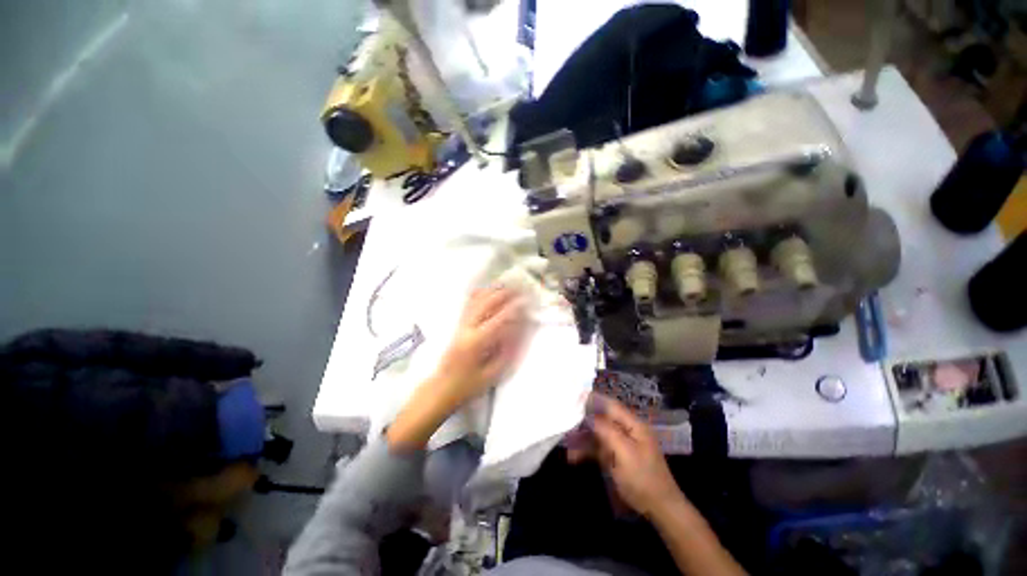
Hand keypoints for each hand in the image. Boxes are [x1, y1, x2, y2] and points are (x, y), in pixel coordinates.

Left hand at [388, 287, 528, 449]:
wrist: (442, 388)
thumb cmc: (469, 385)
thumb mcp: (493, 373)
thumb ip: (507, 351)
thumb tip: (520, 331)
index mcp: (476, 342)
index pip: (498, 319)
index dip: (513, 308)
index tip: (526, 300)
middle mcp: (467, 329)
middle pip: (485, 303)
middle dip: (504, 293)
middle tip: (519, 288)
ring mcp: (460, 325)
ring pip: (476, 301)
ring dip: (492, 290)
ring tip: (507, 284)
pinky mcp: (458, 325)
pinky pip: (468, 304)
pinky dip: (479, 294)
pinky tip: (487, 289)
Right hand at [568, 393, 684, 518]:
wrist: (659, 509)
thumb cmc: (643, 478)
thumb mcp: (625, 453)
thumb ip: (607, 431)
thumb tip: (589, 416)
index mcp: (633, 425)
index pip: (610, 405)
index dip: (593, 399)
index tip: (574, 397)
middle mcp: (626, 430)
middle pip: (601, 419)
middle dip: (583, 420)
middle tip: (565, 420)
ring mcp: (621, 444)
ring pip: (597, 434)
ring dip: (582, 437)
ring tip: (565, 441)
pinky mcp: (616, 456)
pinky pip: (598, 448)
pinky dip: (586, 451)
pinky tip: (573, 457)